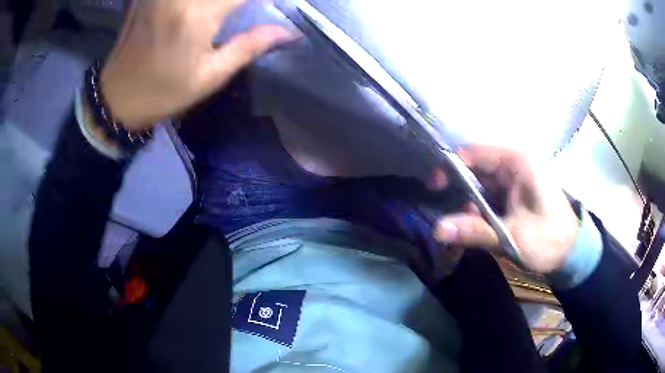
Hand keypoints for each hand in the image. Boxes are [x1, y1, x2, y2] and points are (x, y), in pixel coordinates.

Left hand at [100, 0, 296, 130]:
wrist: (117, 98)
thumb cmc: (163, 93)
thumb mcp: (209, 76)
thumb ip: (249, 46)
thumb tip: (287, 32)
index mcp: (197, 15)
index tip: (270, 4)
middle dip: (237, 1)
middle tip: (241, 11)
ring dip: (220, 2)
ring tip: (226, 11)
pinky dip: (199, 2)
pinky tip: (199, 11)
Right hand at [431, 145, 579, 274]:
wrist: (572, 253)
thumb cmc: (548, 240)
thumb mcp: (512, 236)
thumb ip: (475, 230)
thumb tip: (437, 229)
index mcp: (517, 162)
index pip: (474, 152)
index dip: (451, 167)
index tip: (435, 189)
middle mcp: (515, 164)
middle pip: (476, 168)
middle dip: (462, 193)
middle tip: (455, 219)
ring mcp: (516, 178)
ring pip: (481, 184)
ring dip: (472, 205)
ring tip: (472, 228)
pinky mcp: (516, 192)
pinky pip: (491, 195)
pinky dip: (482, 210)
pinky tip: (484, 227)